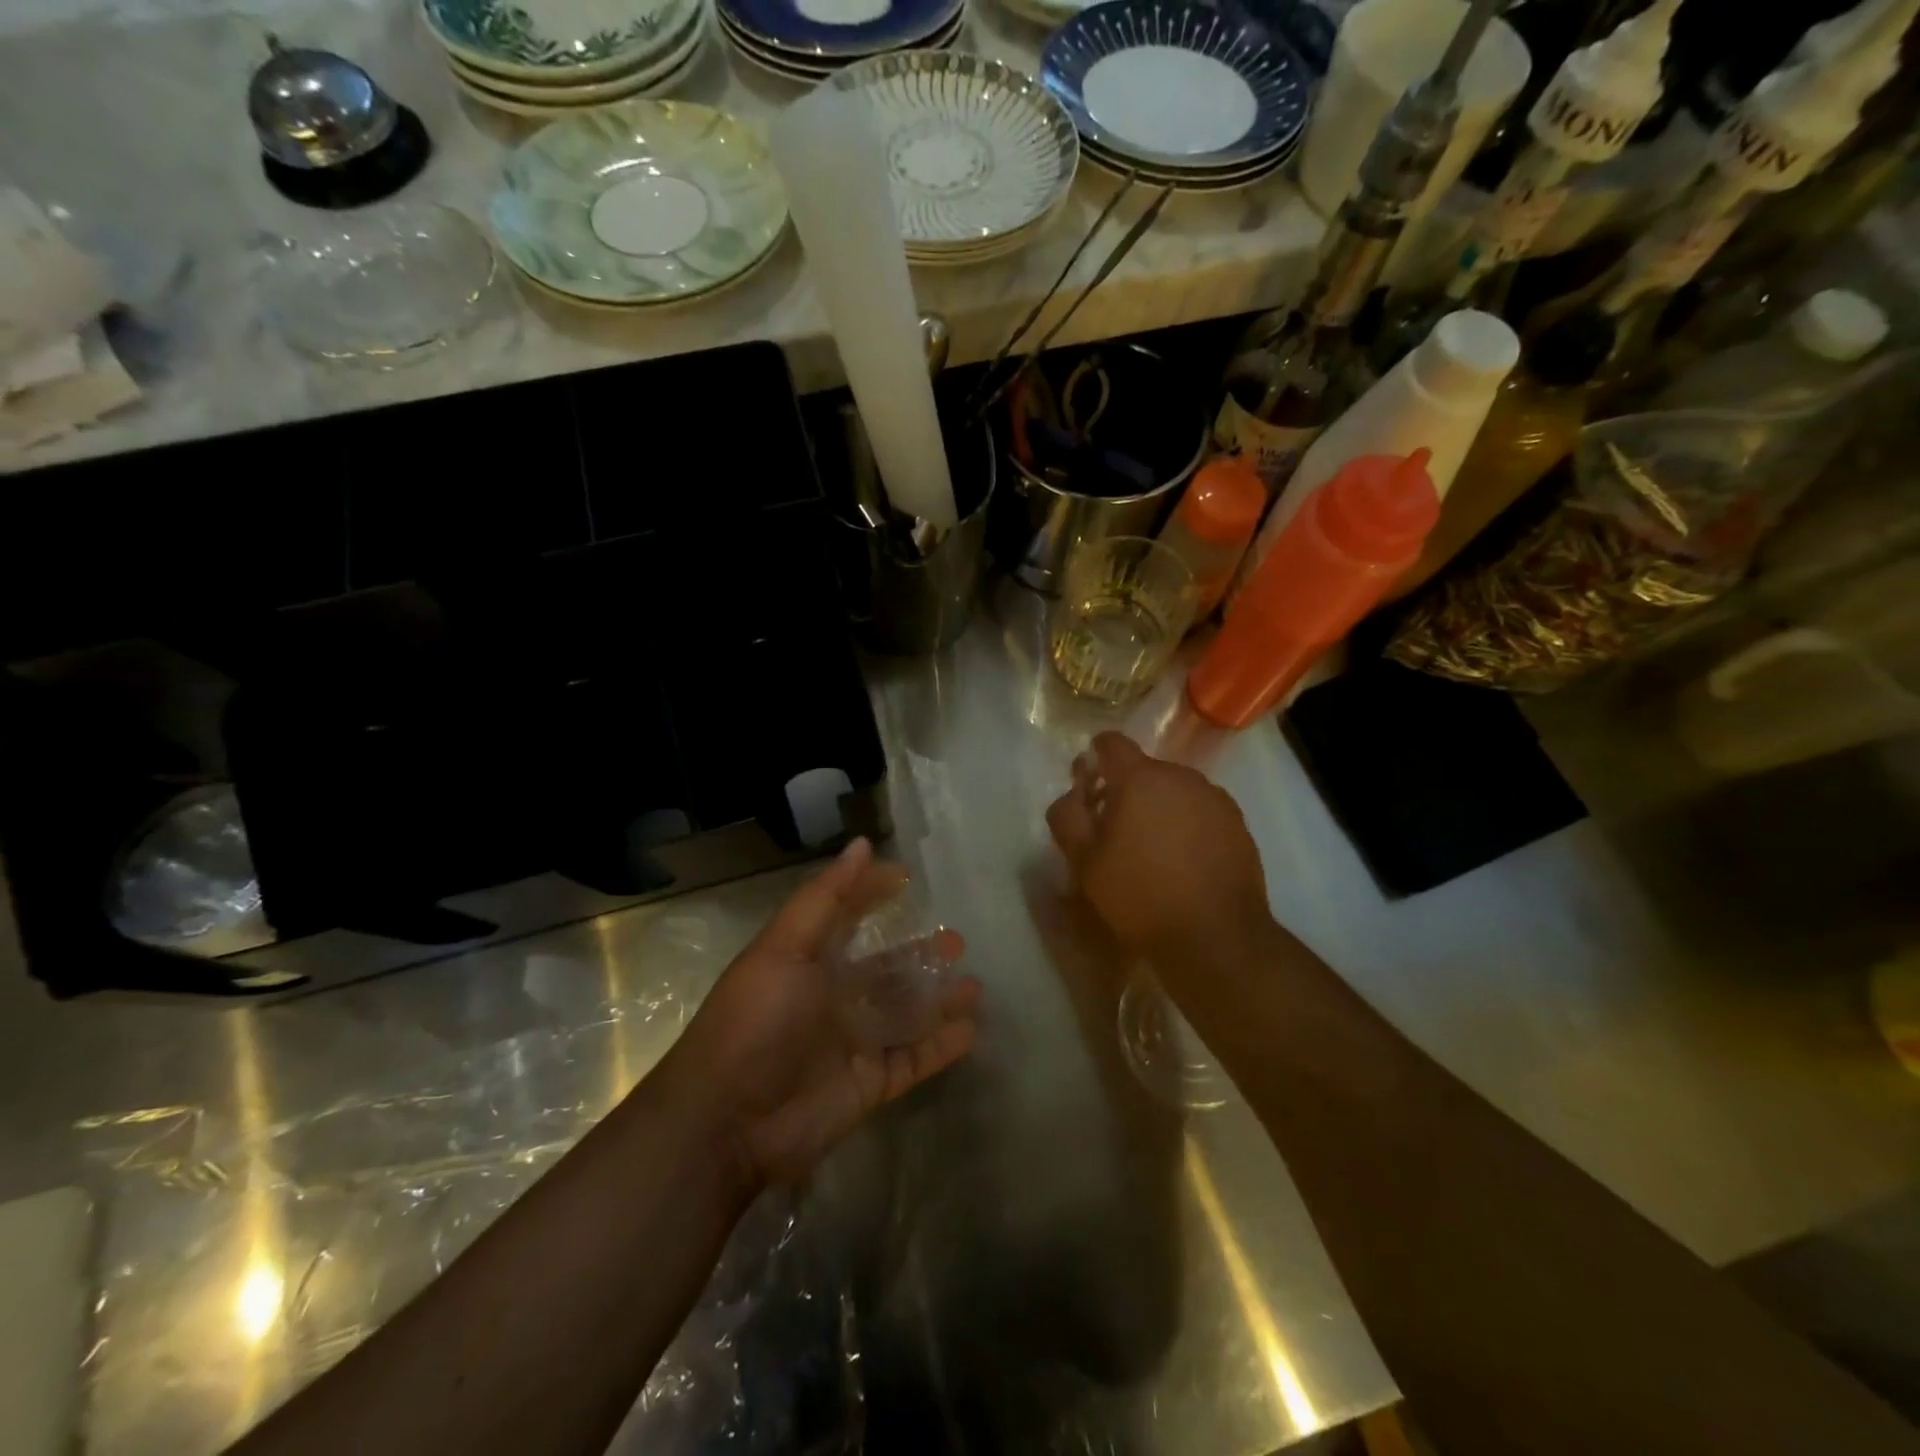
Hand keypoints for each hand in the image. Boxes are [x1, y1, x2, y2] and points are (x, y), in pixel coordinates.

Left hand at [676, 838, 980, 1189]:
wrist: (728, 1122)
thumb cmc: (757, 1021)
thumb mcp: (785, 948)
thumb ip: (825, 898)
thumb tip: (861, 844)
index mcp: (809, 961)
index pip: (847, 917)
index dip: (872, 894)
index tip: (907, 877)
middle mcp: (833, 997)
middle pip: (886, 970)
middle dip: (920, 954)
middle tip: (958, 941)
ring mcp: (854, 1042)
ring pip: (906, 1014)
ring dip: (939, 999)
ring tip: (975, 986)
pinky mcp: (870, 1084)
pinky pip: (913, 1059)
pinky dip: (941, 1046)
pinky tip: (970, 1029)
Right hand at [1045, 732, 1273, 959]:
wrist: (1215, 937)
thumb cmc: (1140, 896)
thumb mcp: (1085, 861)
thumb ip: (1067, 816)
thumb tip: (1072, 794)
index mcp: (1140, 779)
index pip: (1111, 743)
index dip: (1094, 759)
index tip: (1088, 788)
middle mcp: (1181, 777)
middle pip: (1144, 770)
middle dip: (1125, 791)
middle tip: (1115, 832)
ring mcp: (1215, 799)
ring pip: (1174, 791)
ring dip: (1158, 808)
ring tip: (1152, 851)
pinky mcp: (1237, 823)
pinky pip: (1201, 811)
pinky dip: (1187, 825)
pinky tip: (1183, 862)